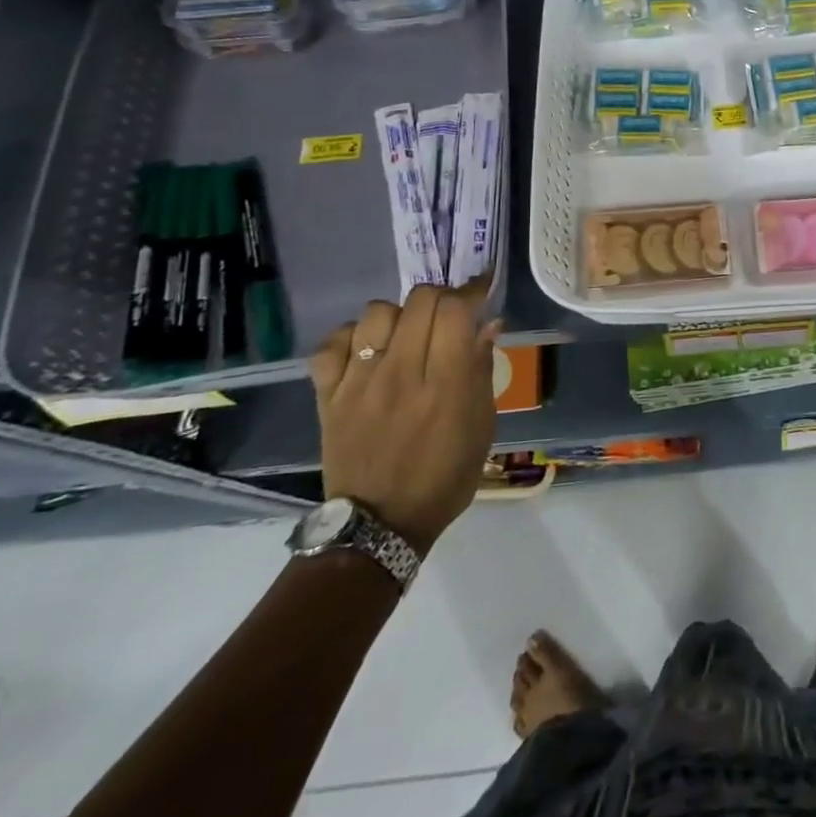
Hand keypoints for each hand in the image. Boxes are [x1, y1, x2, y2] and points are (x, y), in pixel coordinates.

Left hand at [310, 282, 501, 556]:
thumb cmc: (445, 477)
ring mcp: (359, 384)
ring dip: (398, 316)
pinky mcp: (328, 397)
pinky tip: (365, 350)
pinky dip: (350, 338)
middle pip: (419, 301)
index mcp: (446, 385)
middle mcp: (401, 375)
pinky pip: (331, 344)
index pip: (455, 310)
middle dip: (441, 297)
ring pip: (376, 313)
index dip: (471, 291)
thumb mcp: (482, 426)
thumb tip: (487, 324)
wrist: (380, 525)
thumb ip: (482, 370)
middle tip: (447, 314)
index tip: (480, 291)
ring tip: (405, 334)